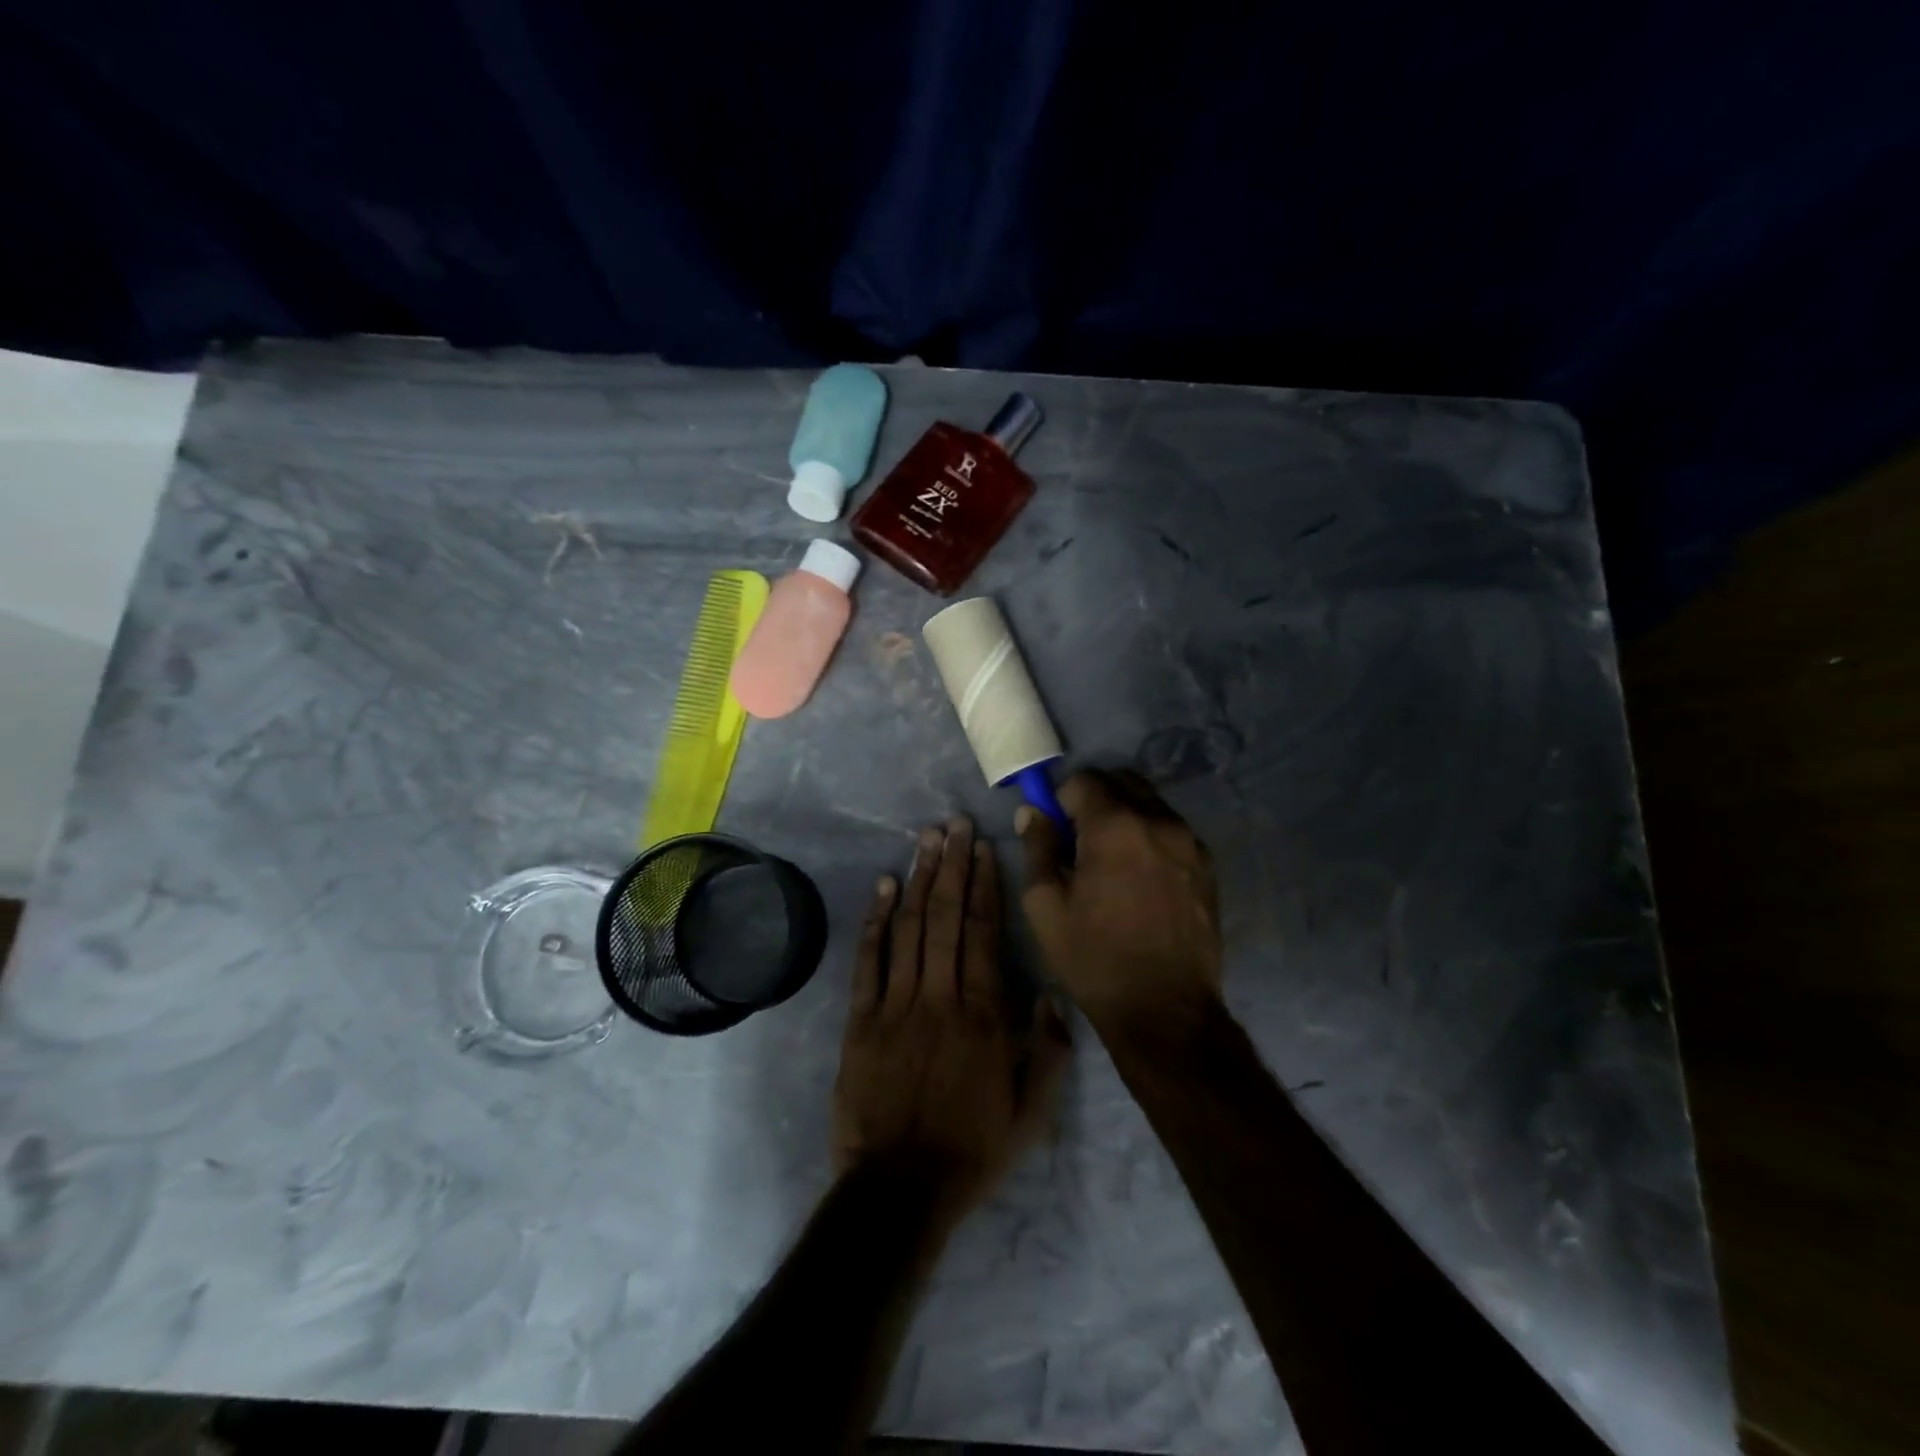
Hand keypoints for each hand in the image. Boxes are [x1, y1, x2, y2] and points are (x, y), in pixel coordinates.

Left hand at [834, 817, 1071, 1225]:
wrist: (900, 1189)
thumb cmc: (972, 1149)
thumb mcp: (1033, 1113)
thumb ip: (1050, 1051)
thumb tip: (1050, 992)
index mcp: (983, 1014)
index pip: (983, 932)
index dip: (983, 885)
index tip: (984, 848)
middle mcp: (939, 996)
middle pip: (945, 916)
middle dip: (951, 865)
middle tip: (954, 824)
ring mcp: (895, 1004)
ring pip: (909, 927)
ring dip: (918, 879)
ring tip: (926, 839)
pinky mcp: (860, 1019)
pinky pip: (869, 960)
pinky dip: (875, 920)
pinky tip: (883, 886)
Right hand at [1017, 771, 1222, 1046]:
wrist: (1165, 1010)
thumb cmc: (1094, 958)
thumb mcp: (1046, 905)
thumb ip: (1037, 847)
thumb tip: (1032, 812)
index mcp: (1115, 826)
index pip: (1084, 779)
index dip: (1062, 798)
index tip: (1056, 829)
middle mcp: (1158, 821)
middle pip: (1122, 780)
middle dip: (1096, 798)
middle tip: (1080, 839)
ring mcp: (1189, 842)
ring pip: (1150, 803)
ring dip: (1125, 815)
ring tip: (1112, 863)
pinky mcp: (1207, 865)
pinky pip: (1172, 830)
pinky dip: (1150, 836)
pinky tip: (1141, 878)